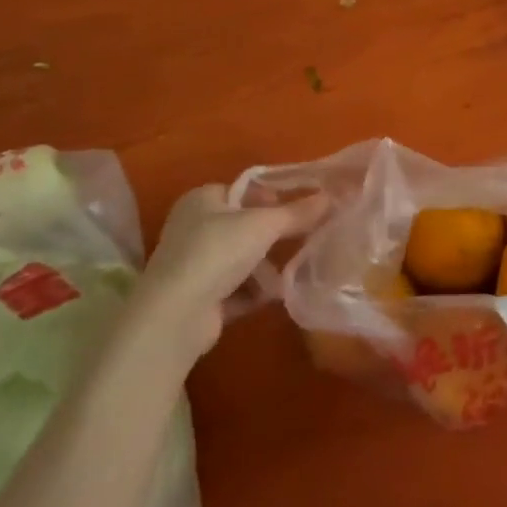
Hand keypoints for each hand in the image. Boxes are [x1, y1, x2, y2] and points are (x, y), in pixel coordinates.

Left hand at [137, 183, 327, 362]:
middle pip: (244, 226)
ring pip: (241, 259)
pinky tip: (274, 296)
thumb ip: (298, 212)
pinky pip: (235, 289)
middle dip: (272, 237)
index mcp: (202, 200)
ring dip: (265, 269)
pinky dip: (253, 292)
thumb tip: (331, 197)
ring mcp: (193, 265)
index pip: (243, 191)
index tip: (297, 210)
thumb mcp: (264, 225)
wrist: (176, 316)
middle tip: (301, 240)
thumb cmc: (217, 252)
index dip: (271, 198)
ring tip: (290, 274)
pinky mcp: (198, 299)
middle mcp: (193, 228)